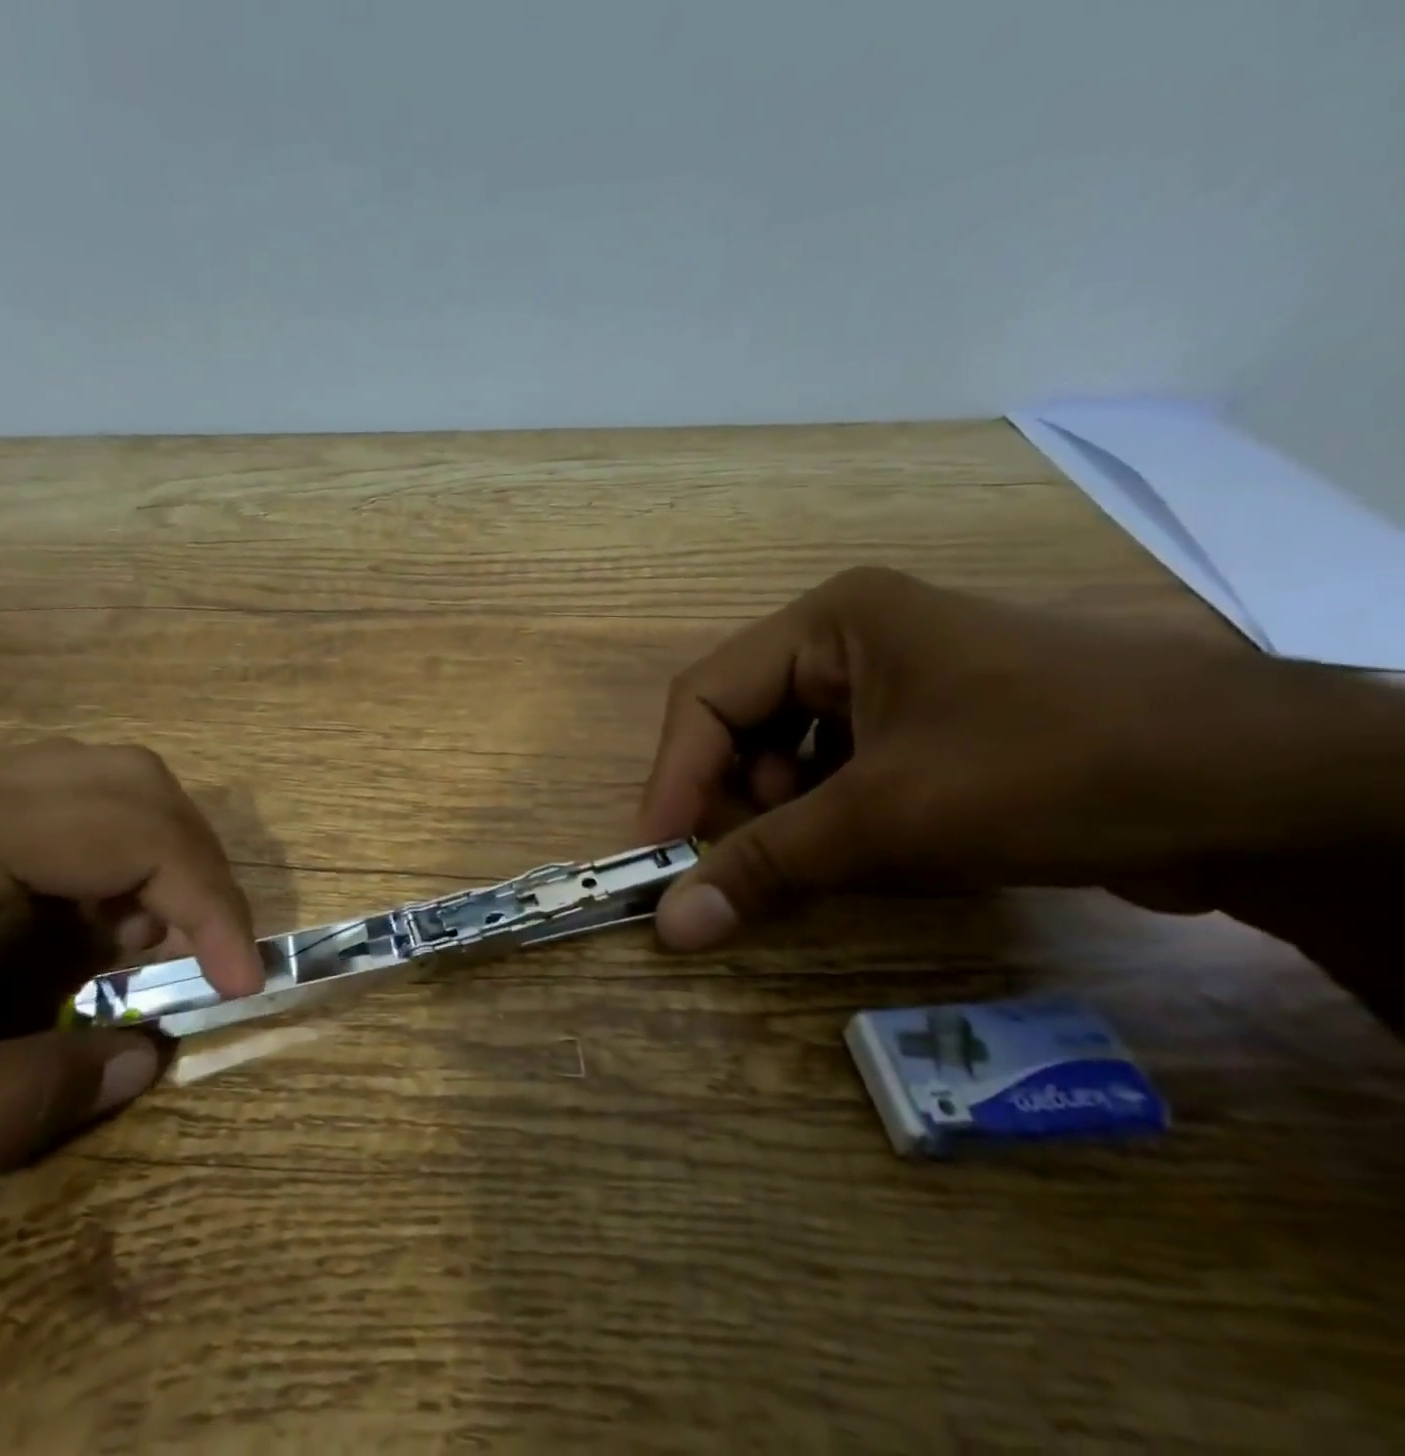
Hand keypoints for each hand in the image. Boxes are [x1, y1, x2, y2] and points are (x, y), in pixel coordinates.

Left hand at [0, 741, 262, 1277]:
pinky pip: (47, 815)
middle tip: (205, 955)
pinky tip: (84, 933)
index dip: (210, 901)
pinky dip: (100, 865)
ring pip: (95, 785)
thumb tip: (144, 1058)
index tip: (240, 981)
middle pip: (129, 781)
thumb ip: (14, 1107)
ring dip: (150, 859)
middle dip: (193, 864)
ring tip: (149, 950)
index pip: (132, 832)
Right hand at [637, 567, 1404, 958]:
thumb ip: (767, 867)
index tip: (656, 857)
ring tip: (828, 858)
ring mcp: (895, 681)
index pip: (705, 694)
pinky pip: (841, 772)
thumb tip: (670, 927)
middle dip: (739, 799)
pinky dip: (835, 818)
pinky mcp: (930, 726)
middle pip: (743, 723)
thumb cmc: (1052, 768)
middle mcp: (852, 638)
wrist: (1268, 794)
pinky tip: (873, 850)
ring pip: (790, 754)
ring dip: (790, 815)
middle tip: (752, 863)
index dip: (673, 777)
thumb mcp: (889, 819)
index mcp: (831, 621)